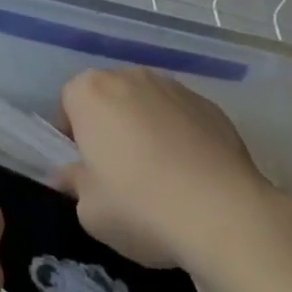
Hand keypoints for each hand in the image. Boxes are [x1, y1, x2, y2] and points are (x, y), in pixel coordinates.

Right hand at [56, 67, 280, 268]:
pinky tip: (190, 174)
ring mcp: (175, 88)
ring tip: (159, 173)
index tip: (83, 165)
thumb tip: (72, 174)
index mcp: (92, 92)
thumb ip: (75, 183)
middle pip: (109, 96)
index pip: (69, 100)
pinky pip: (182, 117)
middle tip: (117, 169)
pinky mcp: (211, 106)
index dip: (72, 133)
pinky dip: (180, 135)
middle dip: (109, 124)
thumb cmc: (139, 206)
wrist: (222, 214)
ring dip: (145, 126)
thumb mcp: (89, 209)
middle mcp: (131, 77)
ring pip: (147, 103)